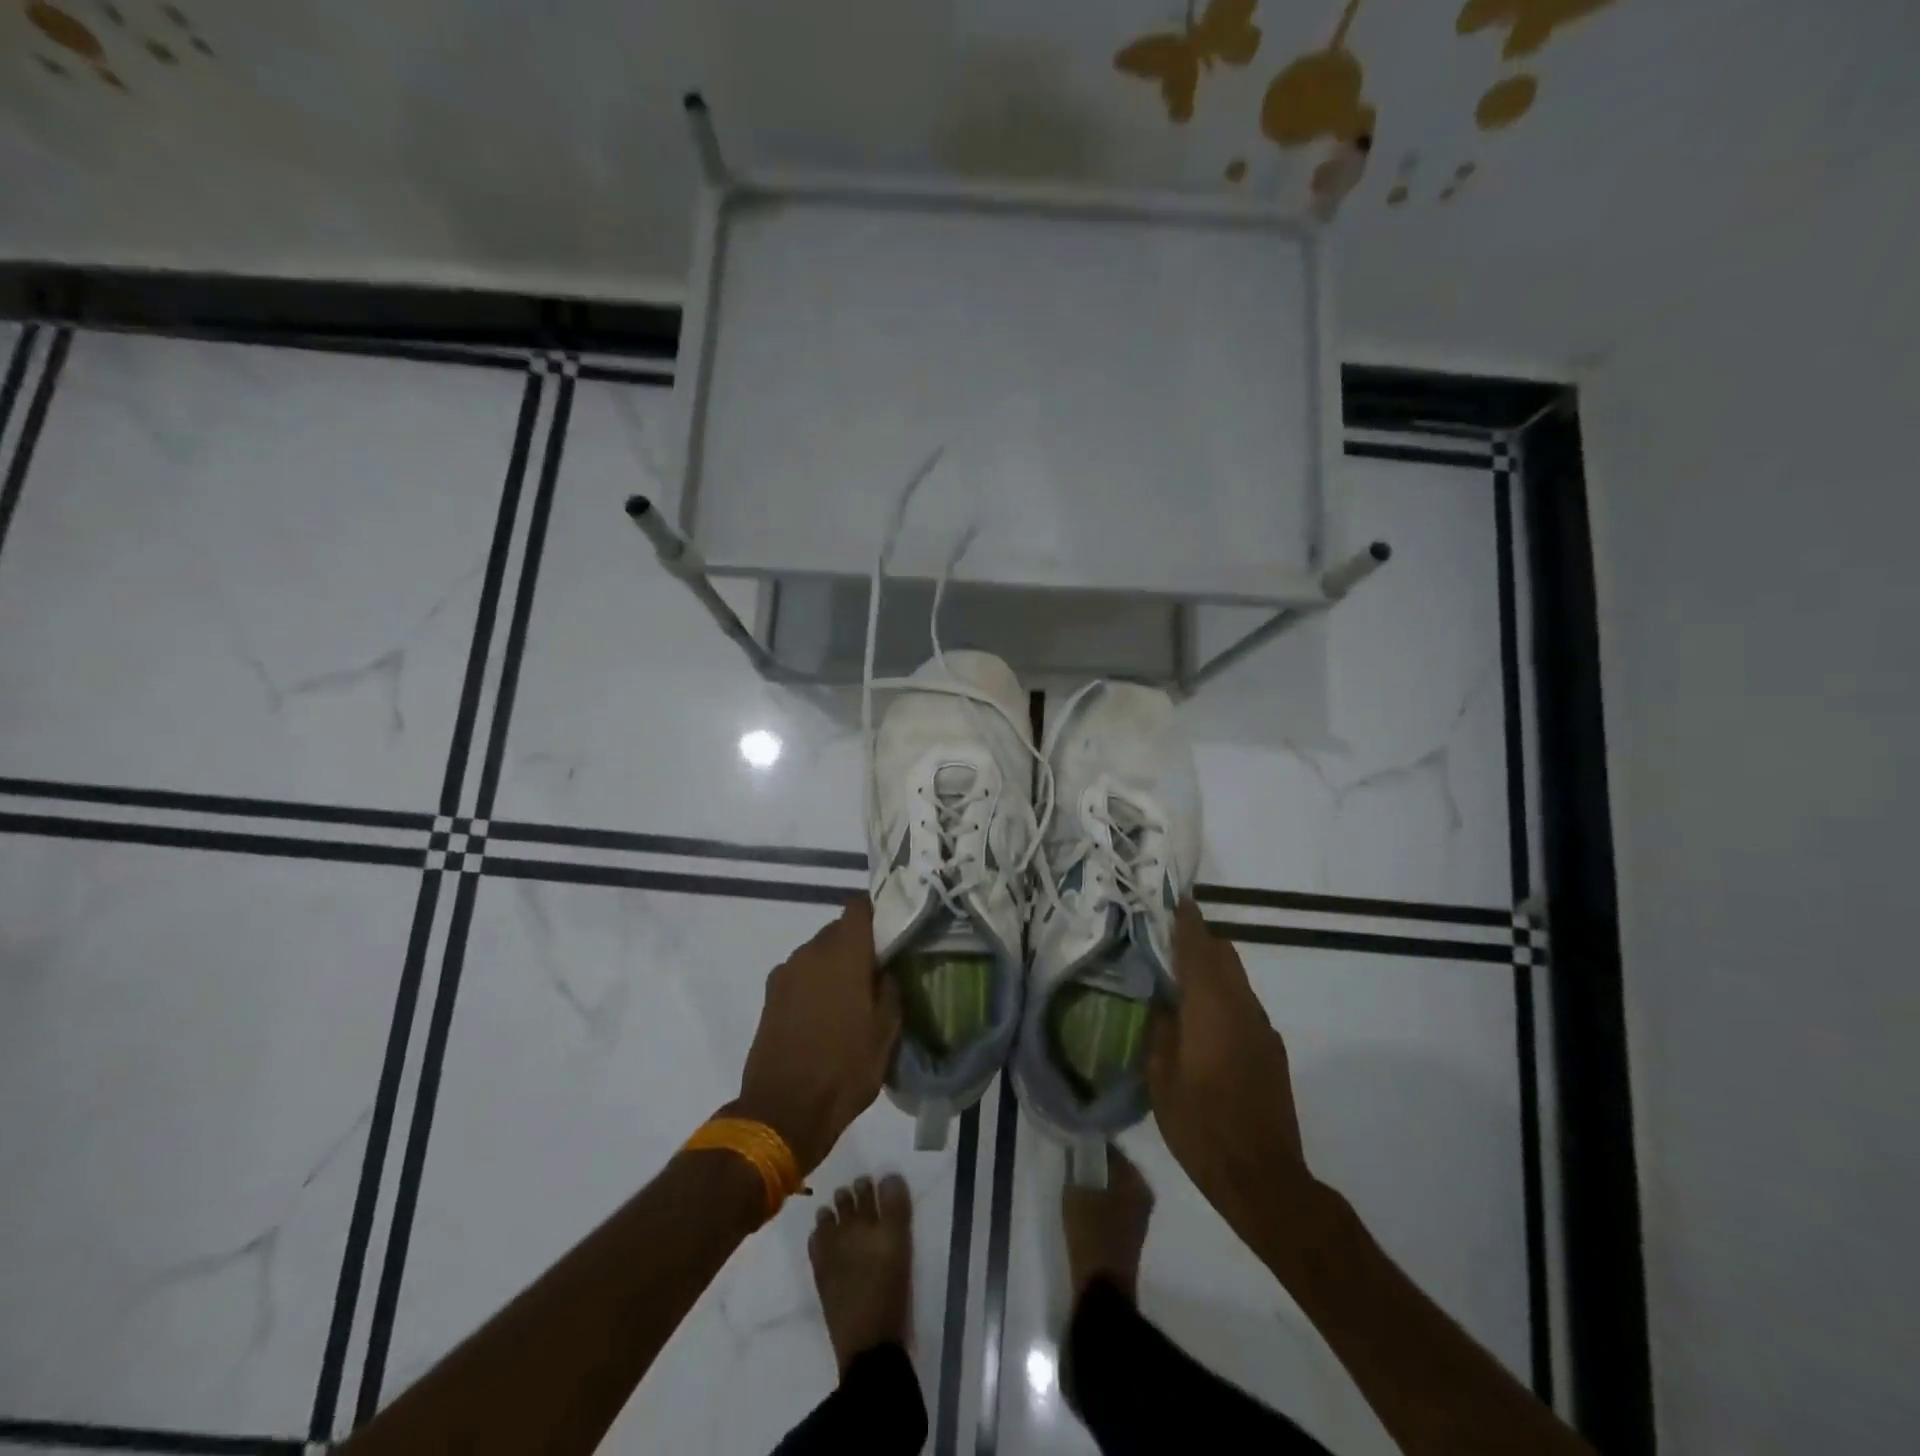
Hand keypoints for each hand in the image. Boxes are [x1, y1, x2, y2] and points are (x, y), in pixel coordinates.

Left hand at [731, 897, 900, 1174]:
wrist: (783, 1112)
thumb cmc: (845, 1069)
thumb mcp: (886, 1032)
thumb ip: (890, 989)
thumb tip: (886, 970)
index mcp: (844, 953)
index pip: (859, 906)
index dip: (876, 912)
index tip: (890, 930)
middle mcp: (811, 952)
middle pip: (838, 929)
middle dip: (856, 944)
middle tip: (875, 971)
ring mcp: (786, 973)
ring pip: (817, 952)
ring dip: (833, 965)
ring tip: (849, 998)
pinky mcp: (770, 995)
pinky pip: (800, 974)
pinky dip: (813, 983)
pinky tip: (823, 1014)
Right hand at [1148, 901, 1312, 1241]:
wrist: (1264, 1178)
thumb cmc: (1201, 1128)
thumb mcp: (1161, 1079)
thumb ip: (1159, 1031)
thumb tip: (1160, 1002)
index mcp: (1211, 1009)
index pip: (1198, 949)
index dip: (1186, 922)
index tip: (1173, 900)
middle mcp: (1242, 1008)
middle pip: (1224, 955)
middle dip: (1198, 940)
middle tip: (1166, 939)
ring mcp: (1262, 1029)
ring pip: (1236, 979)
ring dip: (1211, 969)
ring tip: (1179, 979)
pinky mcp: (1271, 1050)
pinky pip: (1243, 1004)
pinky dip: (1222, 995)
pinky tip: (1201, 1019)